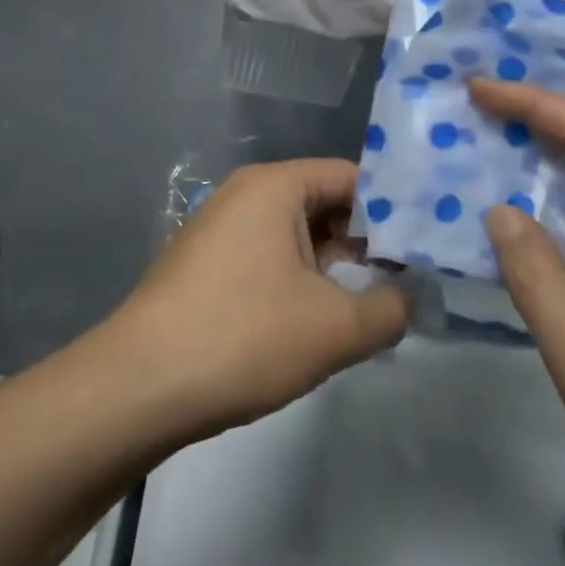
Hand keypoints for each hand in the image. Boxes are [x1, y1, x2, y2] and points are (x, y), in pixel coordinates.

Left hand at [111, 160, 409, 438]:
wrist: (138, 387)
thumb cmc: (243, 338)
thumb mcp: (335, 327)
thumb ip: (391, 309)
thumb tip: (411, 298)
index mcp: (274, 186)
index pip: (351, 178)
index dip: (394, 210)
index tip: (426, 247)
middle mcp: (244, 195)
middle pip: (324, 204)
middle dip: (367, 242)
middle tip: (410, 281)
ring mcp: (219, 230)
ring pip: (296, 236)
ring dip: (335, 267)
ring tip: (374, 305)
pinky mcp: (206, 266)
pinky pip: (269, 259)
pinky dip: (301, 281)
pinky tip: (321, 320)